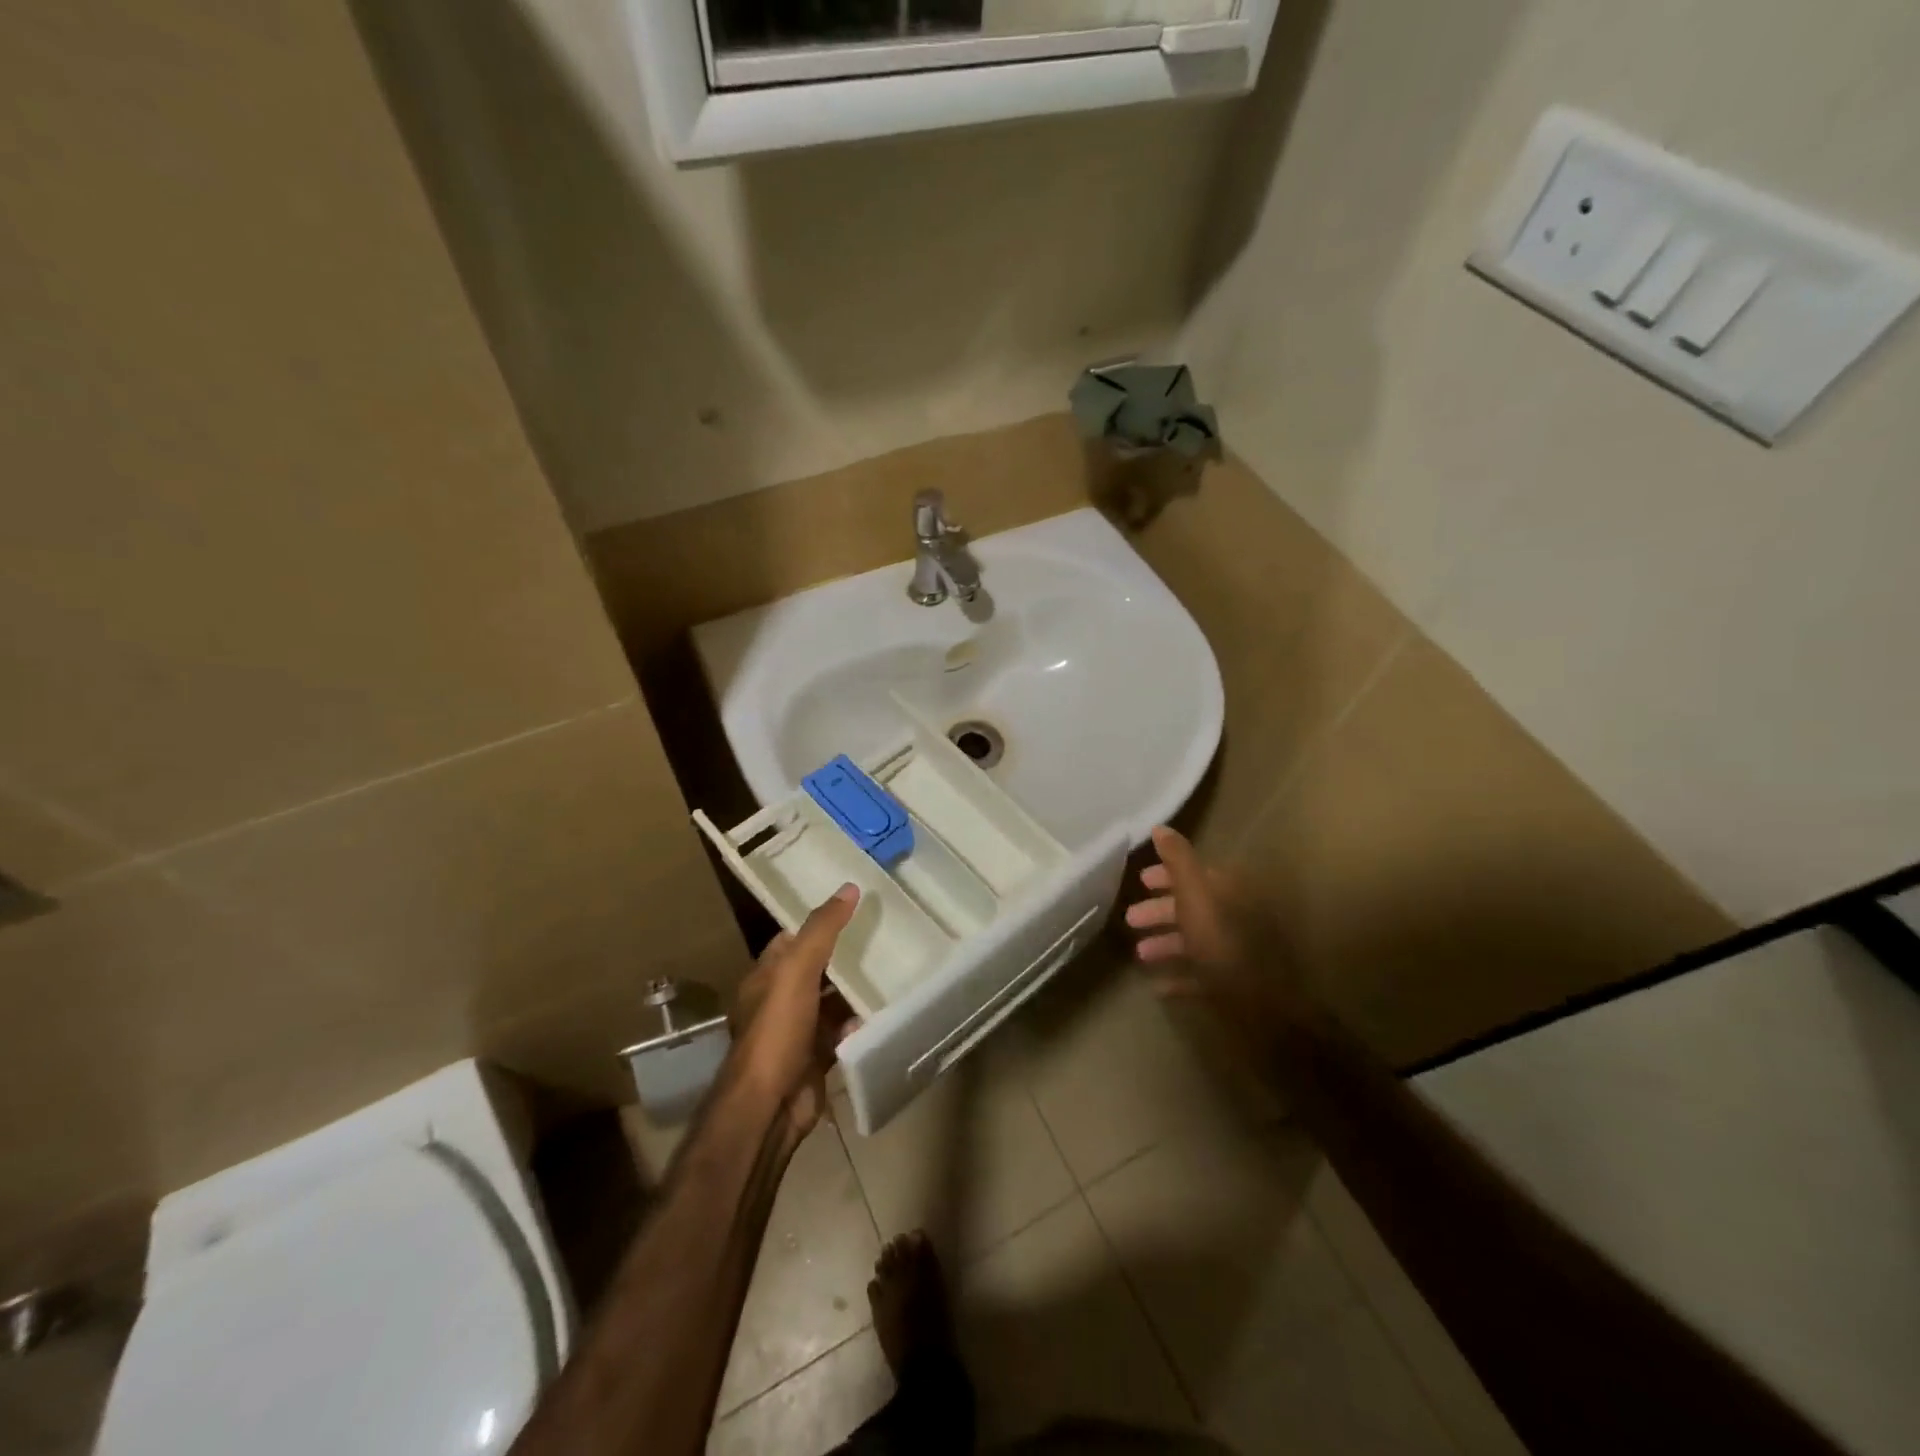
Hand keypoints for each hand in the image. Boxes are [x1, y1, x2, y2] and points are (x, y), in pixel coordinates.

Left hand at [729, 883, 862, 1138]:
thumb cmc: (777, 1031)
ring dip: (853, 991)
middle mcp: (778, 1002)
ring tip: (892, 969)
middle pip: (814, 970)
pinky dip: (858, 1024)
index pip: (791, 940)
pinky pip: (841, 1034)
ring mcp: (797, 1032)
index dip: (817, 923)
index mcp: (766, 977)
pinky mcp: (815, 1058)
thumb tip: (848, 888)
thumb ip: (822, 929)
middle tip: (882, 936)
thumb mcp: (797, 970)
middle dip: (842, 956)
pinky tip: (883, 1013)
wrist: (770, 1106)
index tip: (852, 909)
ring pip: (830, 1003)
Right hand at [1125, 825, 1305, 1039]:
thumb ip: (1178, 861)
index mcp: (1230, 893)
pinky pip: (1201, 976)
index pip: (1196, 874)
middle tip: (1131, 919)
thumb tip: (1161, 827)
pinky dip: (1179, 976)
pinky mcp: (1235, 986)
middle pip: (1193, 907)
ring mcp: (1237, 954)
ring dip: (1166, 943)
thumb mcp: (1195, 896)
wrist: (1263, 1010)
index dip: (1166, 876)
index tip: (1140, 881)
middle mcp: (1237, 918)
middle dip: (1160, 911)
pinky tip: (1157, 986)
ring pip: (1196, 941)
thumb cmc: (1222, 945)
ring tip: (1140, 953)